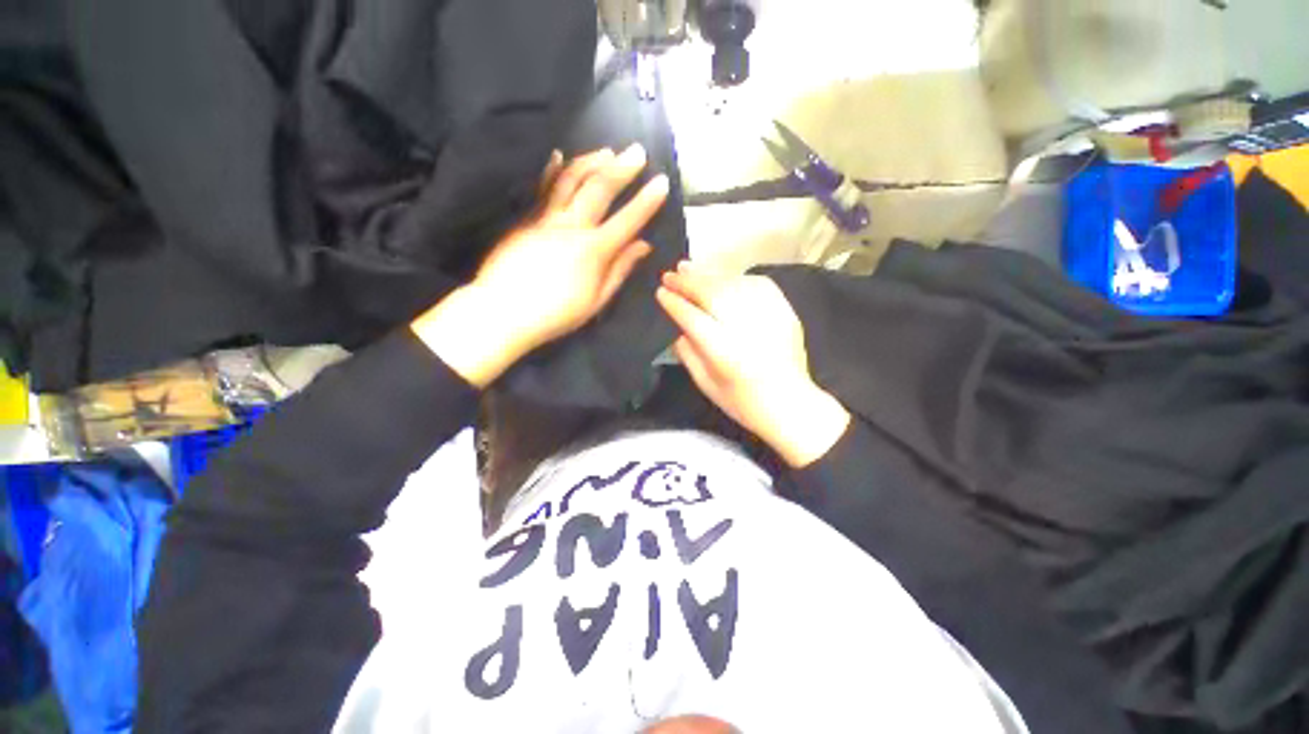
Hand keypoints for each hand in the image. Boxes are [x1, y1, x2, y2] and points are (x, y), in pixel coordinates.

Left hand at [413, 145, 669, 386]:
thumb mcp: (596, 300)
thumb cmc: (556, 314)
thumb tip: (643, 246)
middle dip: (622, 168)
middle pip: (599, 189)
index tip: (662, 181)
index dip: (647, 201)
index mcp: (593, 250)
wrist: (502, 311)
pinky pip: (541, 188)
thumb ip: (620, 270)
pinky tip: (559, 155)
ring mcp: (545, 218)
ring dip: (591, 161)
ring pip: (571, 180)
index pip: (627, 220)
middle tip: (637, 151)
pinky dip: (552, 170)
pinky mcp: (525, 219)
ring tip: (607, 151)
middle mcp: (572, 226)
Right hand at [656, 263, 850, 467]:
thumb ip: (688, 354)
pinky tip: (722, 278)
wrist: (791, 404)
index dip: (674, 303)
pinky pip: (755, 284)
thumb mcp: (706, 384)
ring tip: (688, 268)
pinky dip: (734, 277)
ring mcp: (767, 316)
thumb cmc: (743, 401)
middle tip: (670, 274)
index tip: (661, 293)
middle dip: (687, 282)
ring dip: (707, 275)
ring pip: (731, 284)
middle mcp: (745, 328)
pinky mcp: (784, 310)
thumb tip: (679, 329)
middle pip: (711, 294)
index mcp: (723, 352)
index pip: (692, 317)